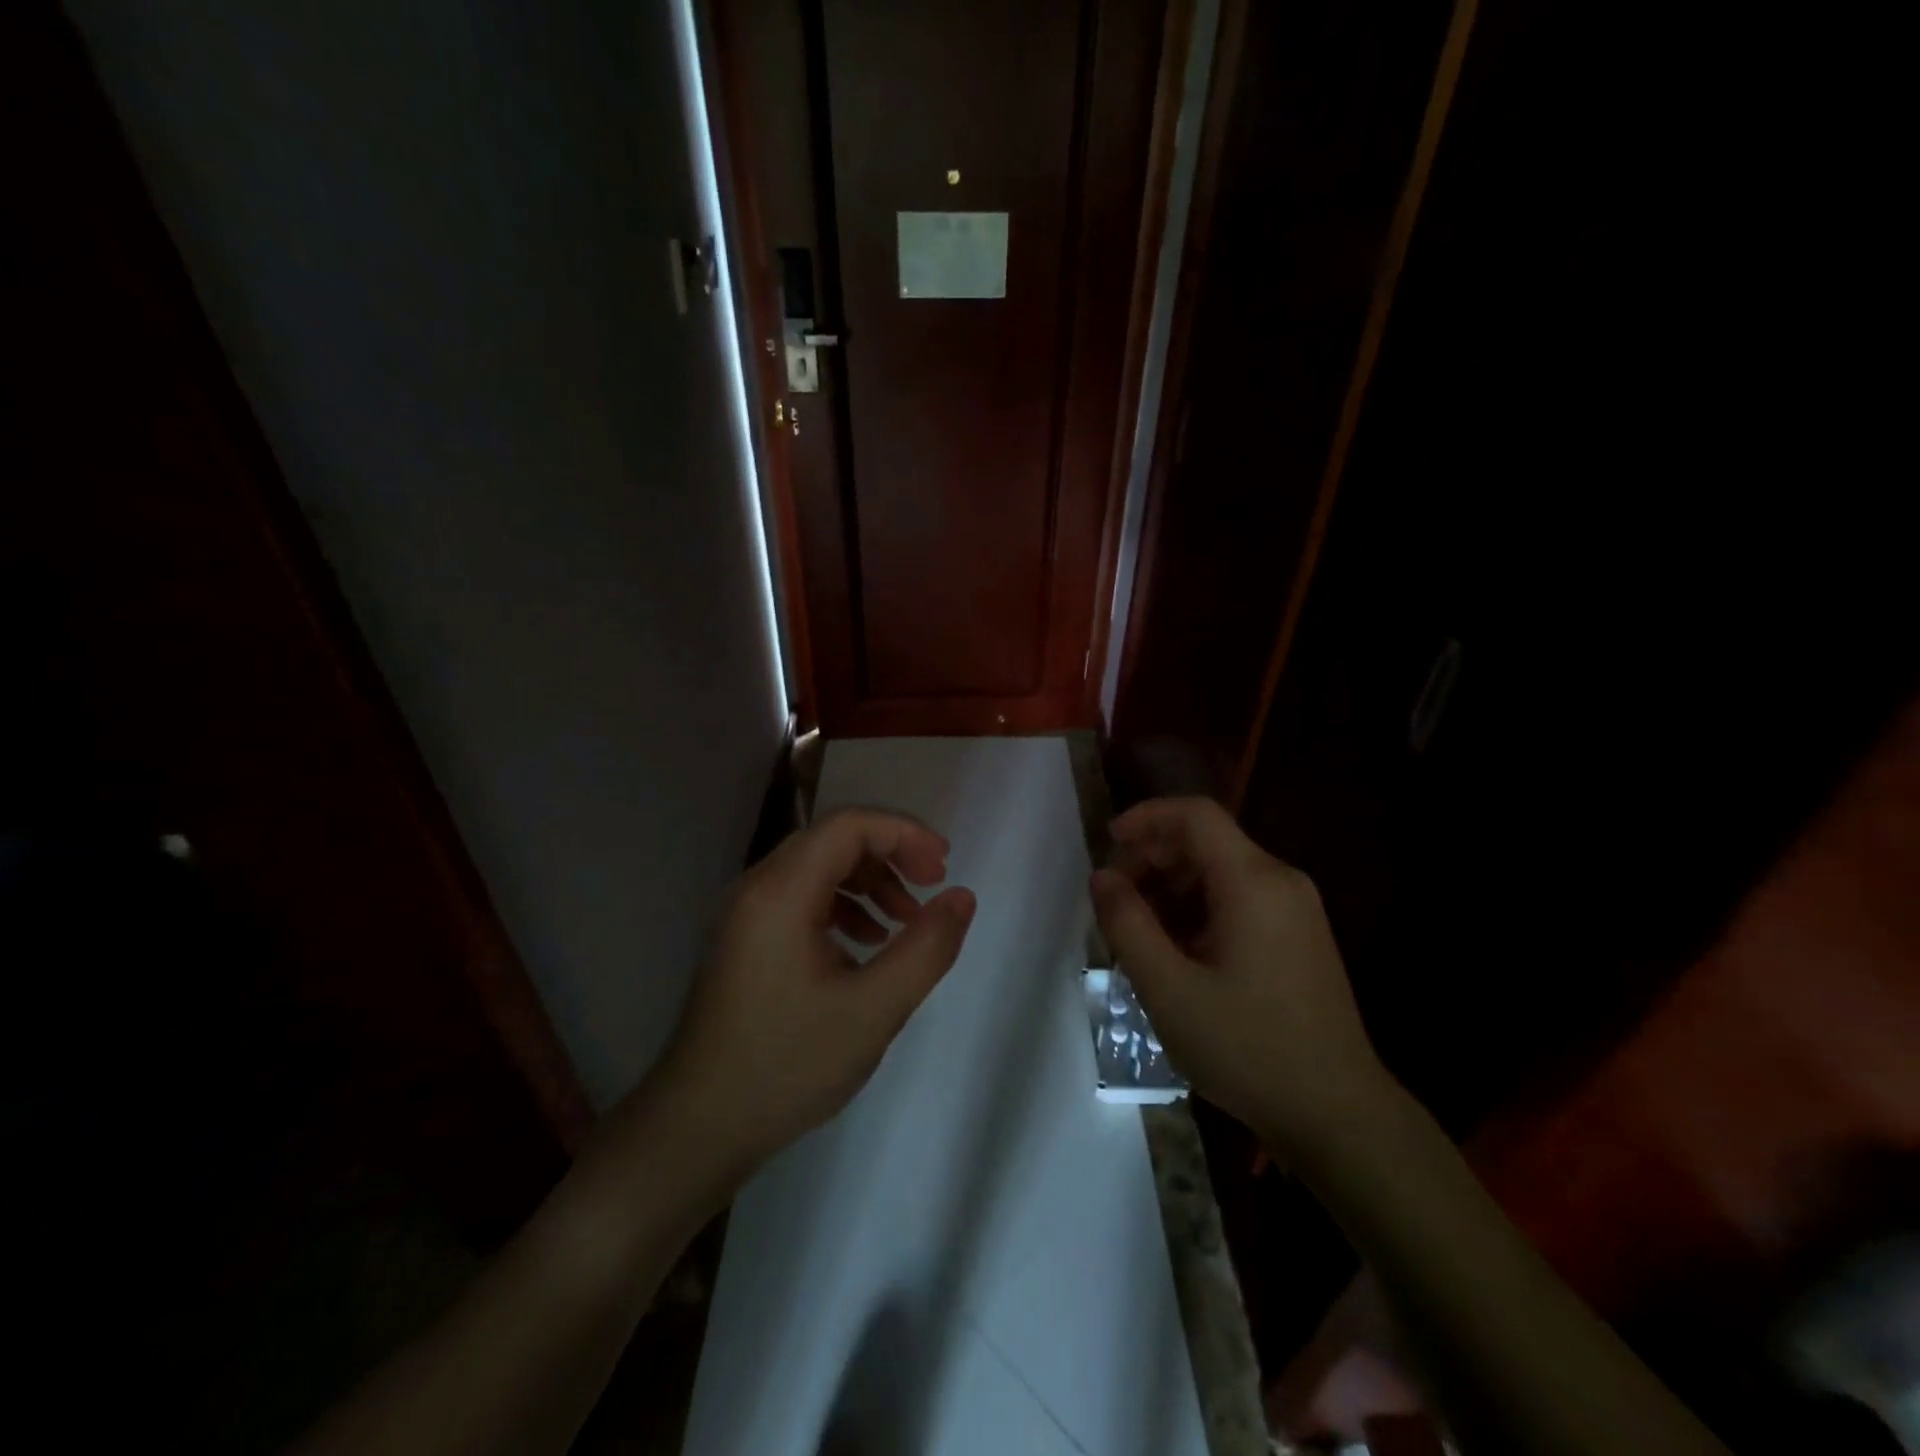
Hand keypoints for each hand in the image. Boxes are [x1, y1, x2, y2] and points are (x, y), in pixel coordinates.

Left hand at [660, 808, 976, 1170]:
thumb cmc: (787, 1065)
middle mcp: (756, 888)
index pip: (848, 825)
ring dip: (868, 882)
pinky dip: (842, 906)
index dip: (903, 833)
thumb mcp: (873, 1010)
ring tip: (904, 922)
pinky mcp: (744, 939)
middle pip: (833, 841)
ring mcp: (745, 914)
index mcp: (780, 892)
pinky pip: (800, 898)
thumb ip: (926, 948)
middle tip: (932, 886)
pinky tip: (864, 946)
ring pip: (817, 868)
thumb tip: (961, 897)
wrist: (698, 1127)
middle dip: (890, 855)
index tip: (943, 866)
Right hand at [1090, 796, 1388, 1156]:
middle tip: (1114, 902)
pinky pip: (1239, 900)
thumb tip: (1102, 878)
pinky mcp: (1299, 937)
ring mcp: (1296, 910)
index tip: (1107, 843)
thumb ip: (1127, 924)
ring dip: (1172, 888)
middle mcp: (1281, 881)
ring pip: (1220, 872)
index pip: (1195, 815)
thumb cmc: (1248, 1048)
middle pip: (1206, 842)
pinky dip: (1198, 910)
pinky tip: (1177, 954)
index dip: (1146, 817)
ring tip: (1138, 935)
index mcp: (1253, 881)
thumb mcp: (1169, 989)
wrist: (1339, 1116)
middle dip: (1152, 860)